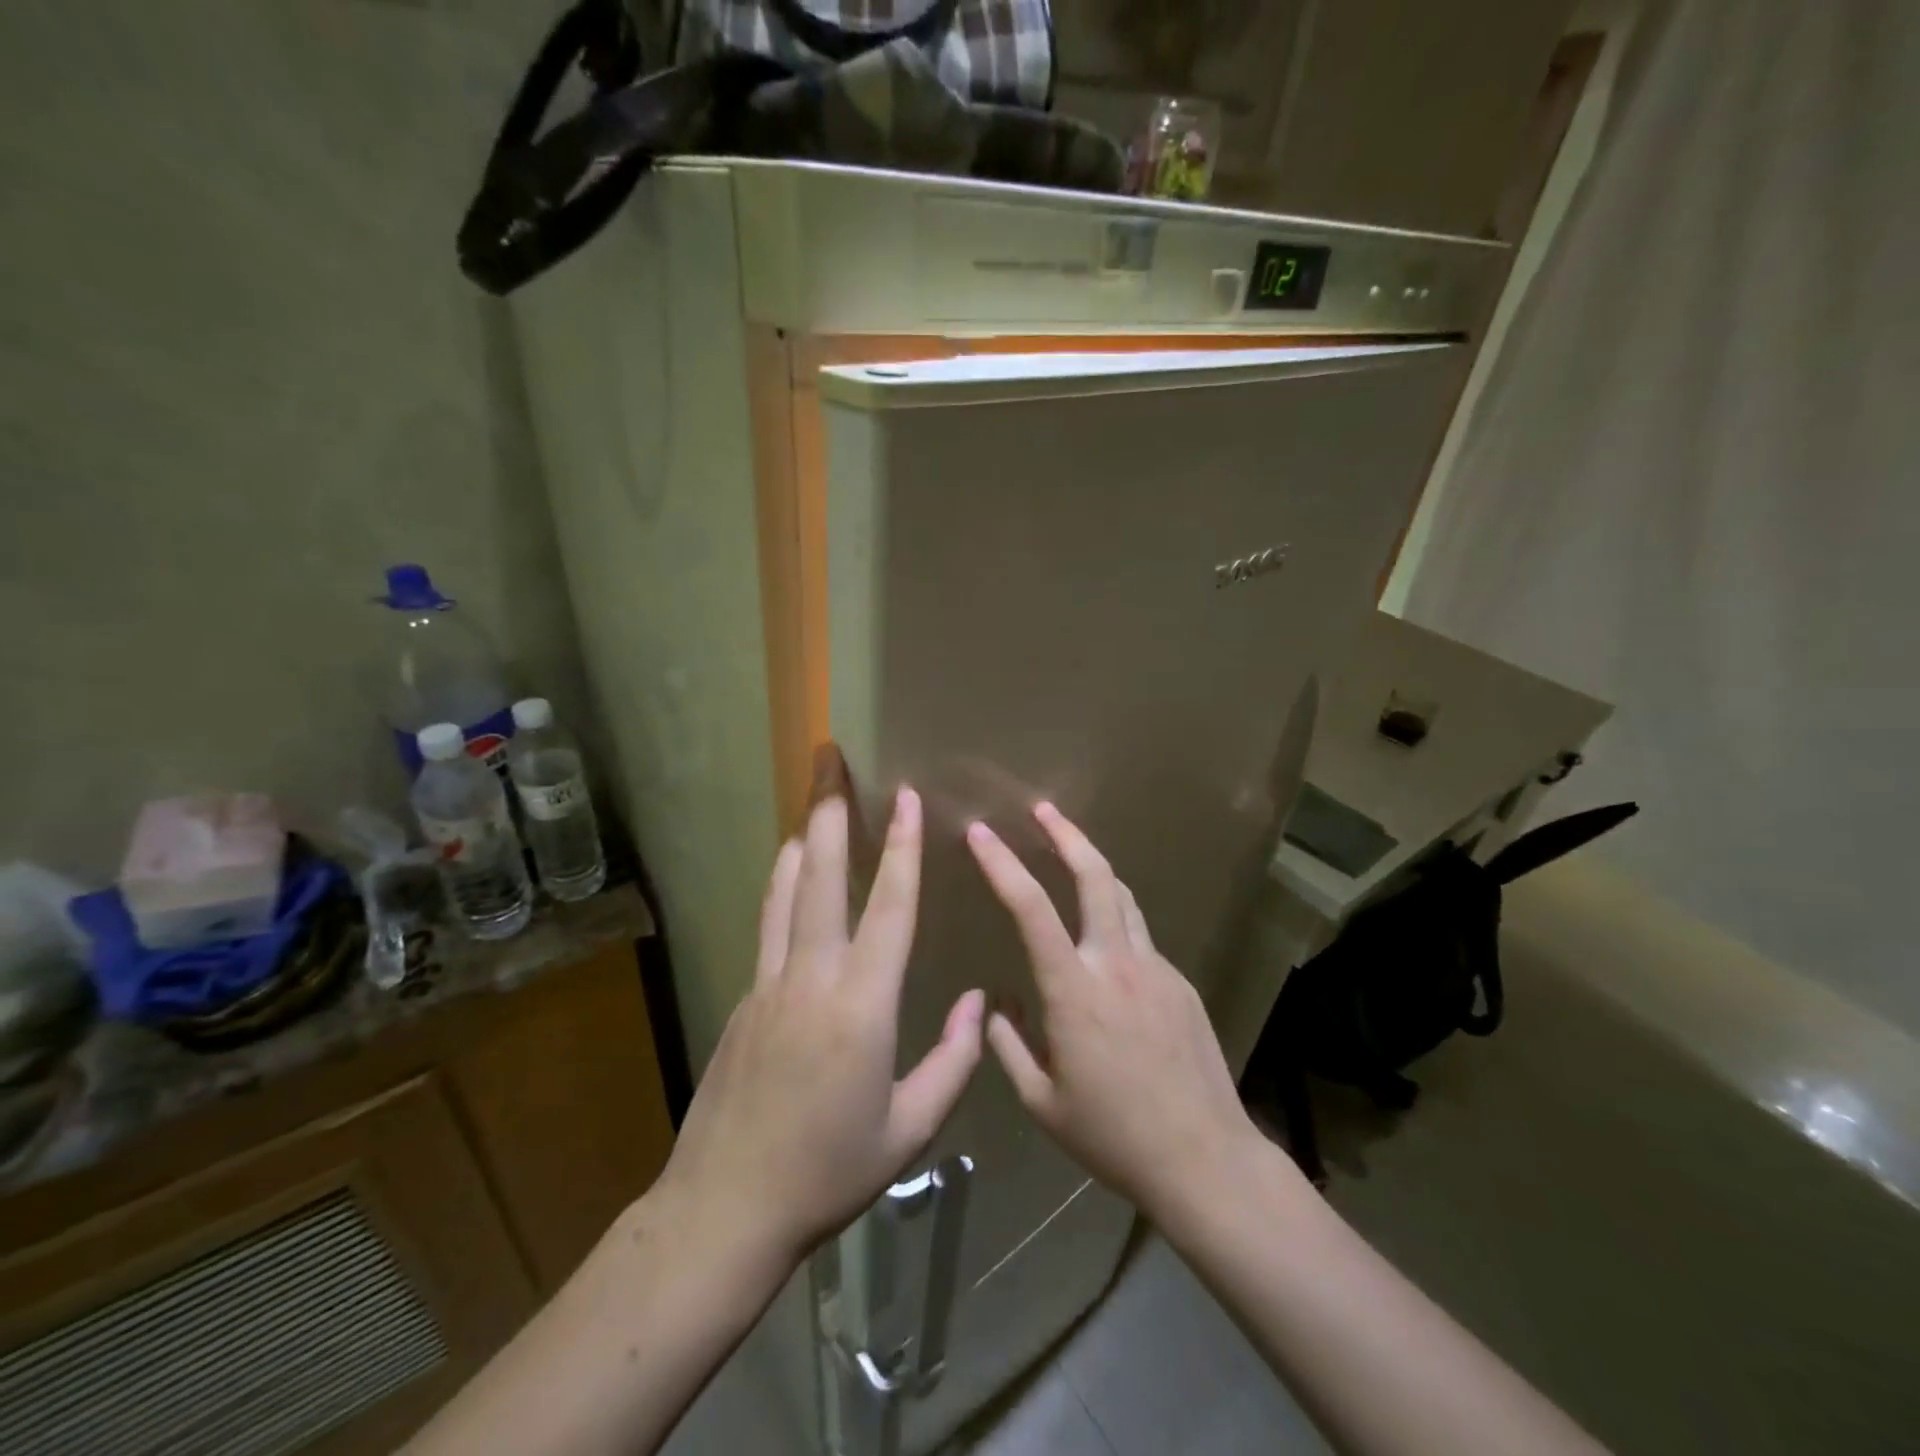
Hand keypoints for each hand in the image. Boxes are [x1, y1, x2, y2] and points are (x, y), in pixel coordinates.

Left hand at [658, 789, 985, 1269]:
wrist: (728, 1206)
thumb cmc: (830, 1170)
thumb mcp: (910, 1129)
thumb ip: (952, 1061)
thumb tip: (979, 1002)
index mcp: (863, 1005)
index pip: (891, 908)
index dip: (902, 848)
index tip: (905, 797)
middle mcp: (813, 977)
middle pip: (824, 877)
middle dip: (832, 812)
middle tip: (830, 759)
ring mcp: (771, 982)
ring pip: (788, 891)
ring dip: (805, 837)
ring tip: (812, 795)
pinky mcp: (745, 996)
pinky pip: (769, 921)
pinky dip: (782, 882)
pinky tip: (789, 865)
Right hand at [966, 803, 1257, 1222]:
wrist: (1205, 1160)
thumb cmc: (1113, 1135)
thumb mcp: (1042, 1102)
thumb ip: (1008, 1046)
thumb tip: (996, 1004)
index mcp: (1074, 991)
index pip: (1031, 908)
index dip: (1002, 864)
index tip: (980, 833)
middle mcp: (1116, 964)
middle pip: (1095, 877)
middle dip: (1066, 834)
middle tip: (1043, 808)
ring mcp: (1156, 969)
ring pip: (1123, 898)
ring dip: (1094, 868)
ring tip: (1071, 853)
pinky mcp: (1181, 983)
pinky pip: (1140, 939)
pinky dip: (1115, 925)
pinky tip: (1105, 952)